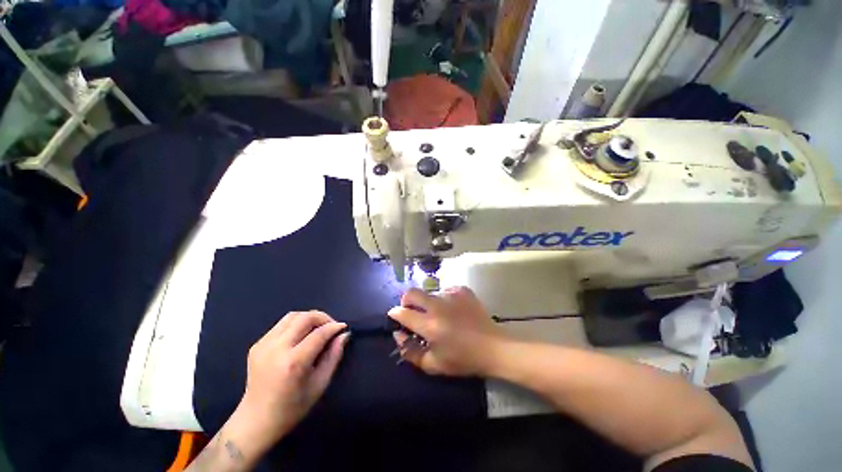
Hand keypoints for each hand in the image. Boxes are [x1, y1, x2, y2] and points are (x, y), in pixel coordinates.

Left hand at [237, 311, 349, 445]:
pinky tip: (301, 336)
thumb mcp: (320, 384)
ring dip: (309, 318)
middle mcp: (277, 349)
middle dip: (323, 317)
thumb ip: (334, 356)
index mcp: (294, 363)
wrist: (256, 421)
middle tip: (331, 326)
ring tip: (317, 328)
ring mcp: (263, 345)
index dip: (334, 327)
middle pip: (304, 318)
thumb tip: (344, 335)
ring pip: (292, 316)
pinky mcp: (257, 345)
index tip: (343, 327)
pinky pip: (281, 325)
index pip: (319, 333)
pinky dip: (296, 324)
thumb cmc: (293, 408)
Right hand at [387, 287, 508, 376]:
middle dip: (406, 300)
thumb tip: (398, 334)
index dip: (395, 313)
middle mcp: (438, 306)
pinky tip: (451, 309)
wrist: (493, 347)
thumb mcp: (433, 364)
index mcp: (430, 325)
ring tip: (438, 314)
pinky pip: (445, 290)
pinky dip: (443, 299)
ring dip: (427, 302)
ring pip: (429, 292)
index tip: (395, 315)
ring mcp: (451, 295)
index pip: (403, 313)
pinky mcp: (462, 290)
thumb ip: (410, 351)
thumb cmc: (463, 359)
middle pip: (412, 292)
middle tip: (411, 310)